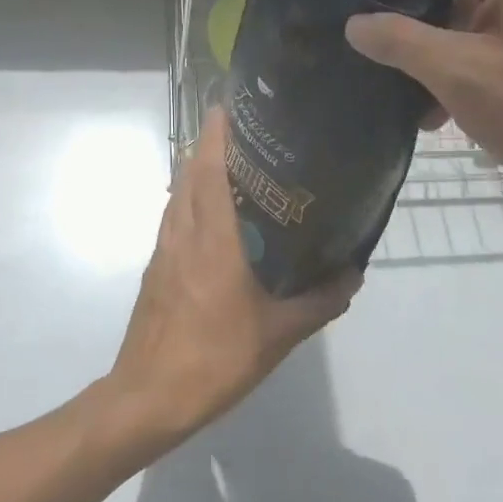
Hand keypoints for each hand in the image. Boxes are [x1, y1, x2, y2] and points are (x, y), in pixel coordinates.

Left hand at [99, 110, 360, 455]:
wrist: (149, 397)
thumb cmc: (215, 358)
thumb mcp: (279, 334)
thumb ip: (319, 301)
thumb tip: (353, 273)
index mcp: (212, 238)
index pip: (207, 168)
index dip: (216, 132)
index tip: (232, 104)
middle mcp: (183, 233)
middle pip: (189, 172)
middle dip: (211, 143)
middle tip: (249, 132)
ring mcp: (164, 250)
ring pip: (178, 194)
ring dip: (198, 170)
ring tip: (236, 165)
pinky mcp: (156, 268)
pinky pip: (174, 218)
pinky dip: (191, 200)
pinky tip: (216, 217)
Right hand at [343, 0, 502, 209]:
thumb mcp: (456, 73)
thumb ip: (399, 42)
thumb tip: (353, 24)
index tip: (370, 19)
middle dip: (404, 20)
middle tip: (380, 62)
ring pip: (454, 19)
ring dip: (424, 55)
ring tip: (406, 99)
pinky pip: (476, 46)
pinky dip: (450, 72)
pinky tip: (436, 115)